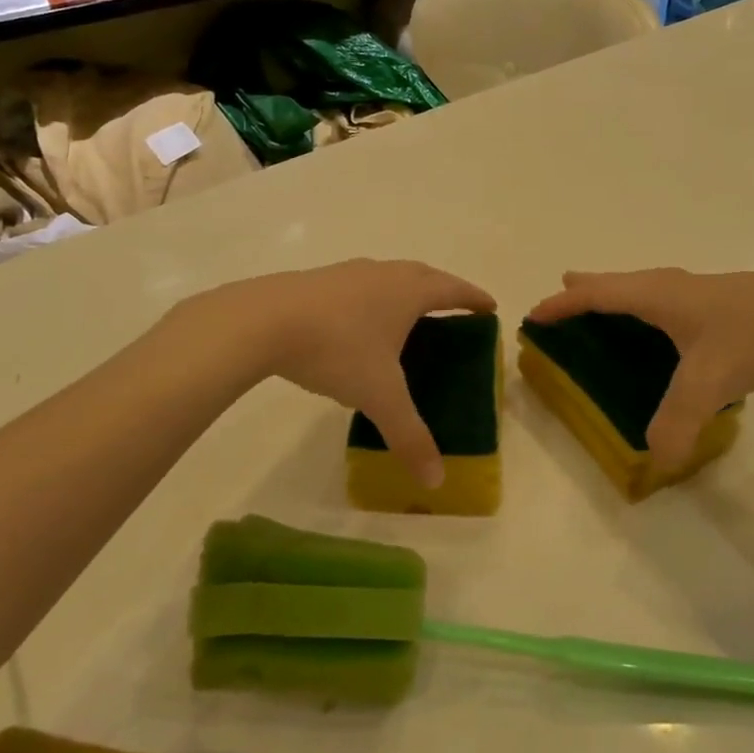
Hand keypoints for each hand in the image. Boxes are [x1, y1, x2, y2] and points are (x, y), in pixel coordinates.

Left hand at [174, 259, 495, 487]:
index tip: (489, 306)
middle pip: (423, 275)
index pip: (453, 290)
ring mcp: (348, 273)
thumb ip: (409, 436)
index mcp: (408, 292)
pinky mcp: (318, 280)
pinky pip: (359, 285)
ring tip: (407, 315)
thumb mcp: (379, 396)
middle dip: (443, 290)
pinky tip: (357, 322)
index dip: (473, 298)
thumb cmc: (337, 349)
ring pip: (388, 275)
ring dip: (405, 289)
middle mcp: (383, 273)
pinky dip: (371, 297)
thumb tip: (435, 480)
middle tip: (454, 309)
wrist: (264, 321)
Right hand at [527, 269, 753, 472]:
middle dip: (589, 288)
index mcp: (659, 296)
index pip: (598, 295)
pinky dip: (649, 308)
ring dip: (620, 295)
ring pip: (647, 289)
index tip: (536, 314)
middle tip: (564, 288)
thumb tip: (654, 459)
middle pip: (620, 282)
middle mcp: (675, 288)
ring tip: (607, 304)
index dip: (564, 304)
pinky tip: (667, 328)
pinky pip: (670, 302)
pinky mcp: (726, 305)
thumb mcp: (710, 382)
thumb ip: (677, 421)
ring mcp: (703, 293)